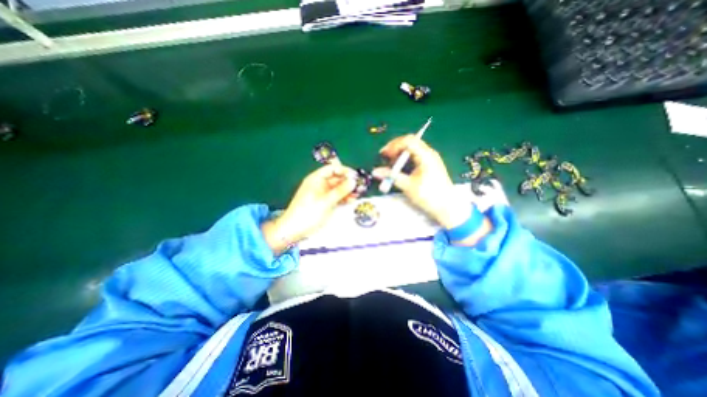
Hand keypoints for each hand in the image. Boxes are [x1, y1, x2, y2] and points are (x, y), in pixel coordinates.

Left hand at [261, 162, 356, 254]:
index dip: (344, 170)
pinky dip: (343, 197)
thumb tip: (353, 180)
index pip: (332, 169)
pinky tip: (351, 200)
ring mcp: (322, 194)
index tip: (356, 176)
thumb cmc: (308, 213)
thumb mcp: (326, 201)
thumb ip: (341, 190)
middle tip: (360, 186)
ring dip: (347, 190)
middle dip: (348, 182)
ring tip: (358, 194)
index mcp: (316, 179)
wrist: (294, 230)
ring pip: (337, 188)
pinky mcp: (324, 203)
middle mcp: (319, 184)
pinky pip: (336, 197)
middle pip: (336, 179)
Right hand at [371, 135, 468, 228]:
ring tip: (390, 165)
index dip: (393, 145)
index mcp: (426, 155)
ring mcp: (429, 159)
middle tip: (384, 158)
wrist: (447, 207)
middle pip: (409, 142)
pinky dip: (404, 160)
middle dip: (394, 149)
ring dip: (399, 155)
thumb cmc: (429, 196)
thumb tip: (375, 171)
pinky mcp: (428, 165)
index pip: (408, 141)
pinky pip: (414, 157)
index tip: (384, 155)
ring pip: (411, 149)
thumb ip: (391, 176)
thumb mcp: (408, 186)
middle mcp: (428, 153)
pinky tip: (399, 169)